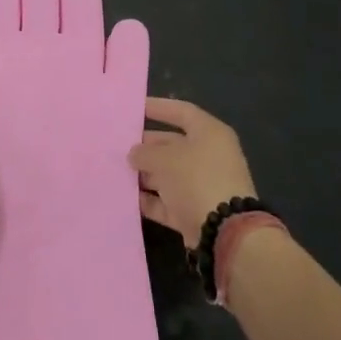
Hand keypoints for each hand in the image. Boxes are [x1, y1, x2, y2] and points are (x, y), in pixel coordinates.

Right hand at [128, 98, 256, 246]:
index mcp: (209, 133)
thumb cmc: (196, 179)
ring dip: (145, 174)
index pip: (181, 112)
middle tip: (117, 146)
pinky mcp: (195, 211)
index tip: (132, 109)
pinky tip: (127, 198)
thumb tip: (135, 154)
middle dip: (145, 146)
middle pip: (172, 144)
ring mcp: (203, 185)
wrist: (224, 232)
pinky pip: (168, 200)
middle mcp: (208, 156)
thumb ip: (145, 152)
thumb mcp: (165, 159)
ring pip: (168, 174)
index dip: (157, 107)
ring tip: (116, 171)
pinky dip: (150, 199)